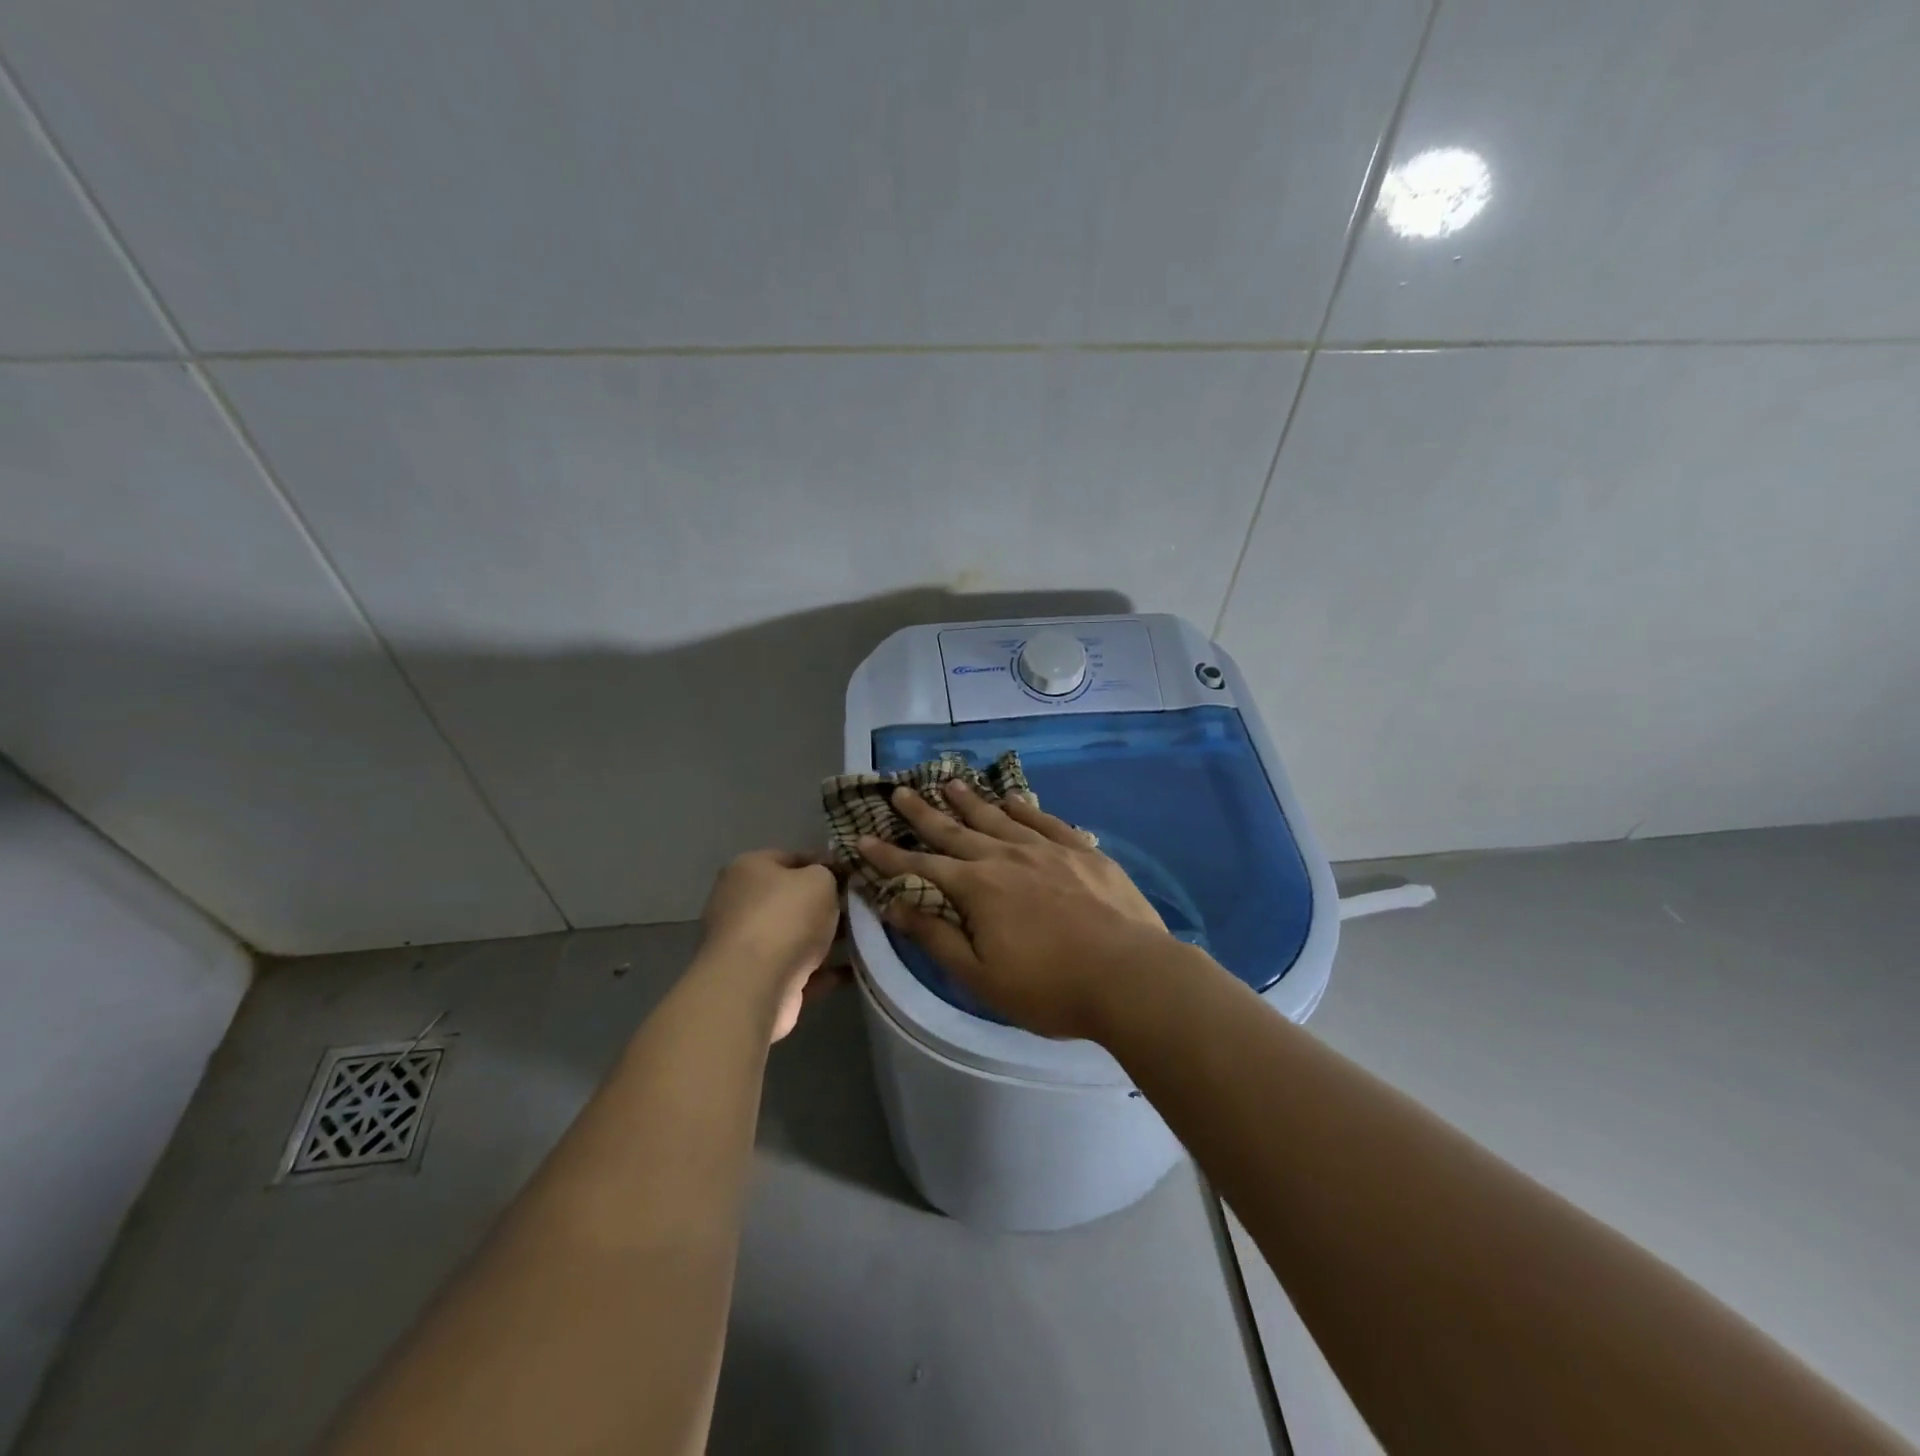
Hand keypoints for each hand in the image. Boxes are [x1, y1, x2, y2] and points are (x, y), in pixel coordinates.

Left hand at [699, 850, 842, 1040]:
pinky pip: (799, 969)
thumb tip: (830, 880)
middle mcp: (741, 904)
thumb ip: (828, 874)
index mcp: (748, 870)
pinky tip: (856, 970)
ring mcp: (747, 945)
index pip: (792, 858)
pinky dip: (824, 970)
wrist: (753, 987)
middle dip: (826, 904)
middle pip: (792, 899)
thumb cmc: (785, 918)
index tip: (854, 875)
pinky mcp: (758, 980)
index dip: (825, 864)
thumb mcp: (819, 880)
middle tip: (860, 907)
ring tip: (866, 937)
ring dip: (827, 939)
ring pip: (796, 936)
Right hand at [857, 781, 1173, 1039]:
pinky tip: (1011, 798)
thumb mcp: (980, 975)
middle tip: (901, 791)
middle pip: (956, 831)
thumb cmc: (1050, 987)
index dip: (888, 857)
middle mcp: (1006, 856)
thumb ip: (936, 936)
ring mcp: (1046, 849)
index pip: (920, 868)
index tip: (862, 839)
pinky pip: (1044, 819)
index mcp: (977, 888)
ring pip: (997, 817)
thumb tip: (893, 904)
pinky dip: (1023, 807)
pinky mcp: (1081, 850)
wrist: (1130, 975)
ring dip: (970, 801)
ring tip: (949, 783)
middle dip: (924, 813)